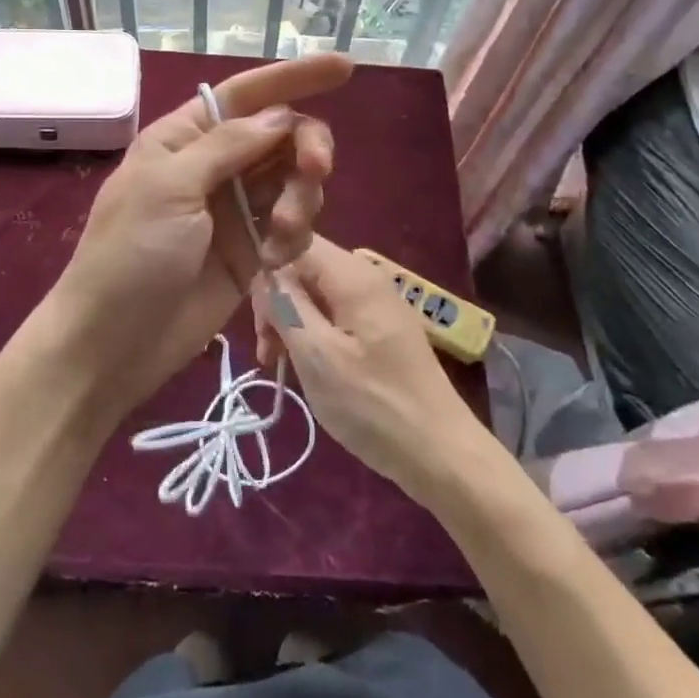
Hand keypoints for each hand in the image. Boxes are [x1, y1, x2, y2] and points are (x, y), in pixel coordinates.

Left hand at [50, 54, 351, 420]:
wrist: (114, 343)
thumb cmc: (129, 255)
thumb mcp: (169, 187)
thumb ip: (227, 146)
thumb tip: (280, 115)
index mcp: (184, 138)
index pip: (246, 95)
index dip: (294, 77)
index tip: (347, 67)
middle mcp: (214, 167)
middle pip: (281, 136)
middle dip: (306, 148)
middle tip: (316, 171)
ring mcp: (234, 211)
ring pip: (293, 182)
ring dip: (300, 199)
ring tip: (279, 234)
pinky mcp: (251, 252)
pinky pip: (292, 228)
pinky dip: (294, 237)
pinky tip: (274, 260)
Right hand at [253, 235, 485, 499]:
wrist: (439, 452)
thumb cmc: (372, 404)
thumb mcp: (317, 355)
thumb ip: (286, 305)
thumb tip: (267, 274)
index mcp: (354, 276)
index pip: (296, 245)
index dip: (270, 274)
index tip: (259, 320)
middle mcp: (368, 278)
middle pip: (306, 270)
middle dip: (278, 303)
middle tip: (268, 352)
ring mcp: (377, 304)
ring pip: (317, 295)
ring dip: (292, 323)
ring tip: (280, 365)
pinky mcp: (381, 329)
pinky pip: (335, 316)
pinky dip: (313, 335)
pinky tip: (307, 366)